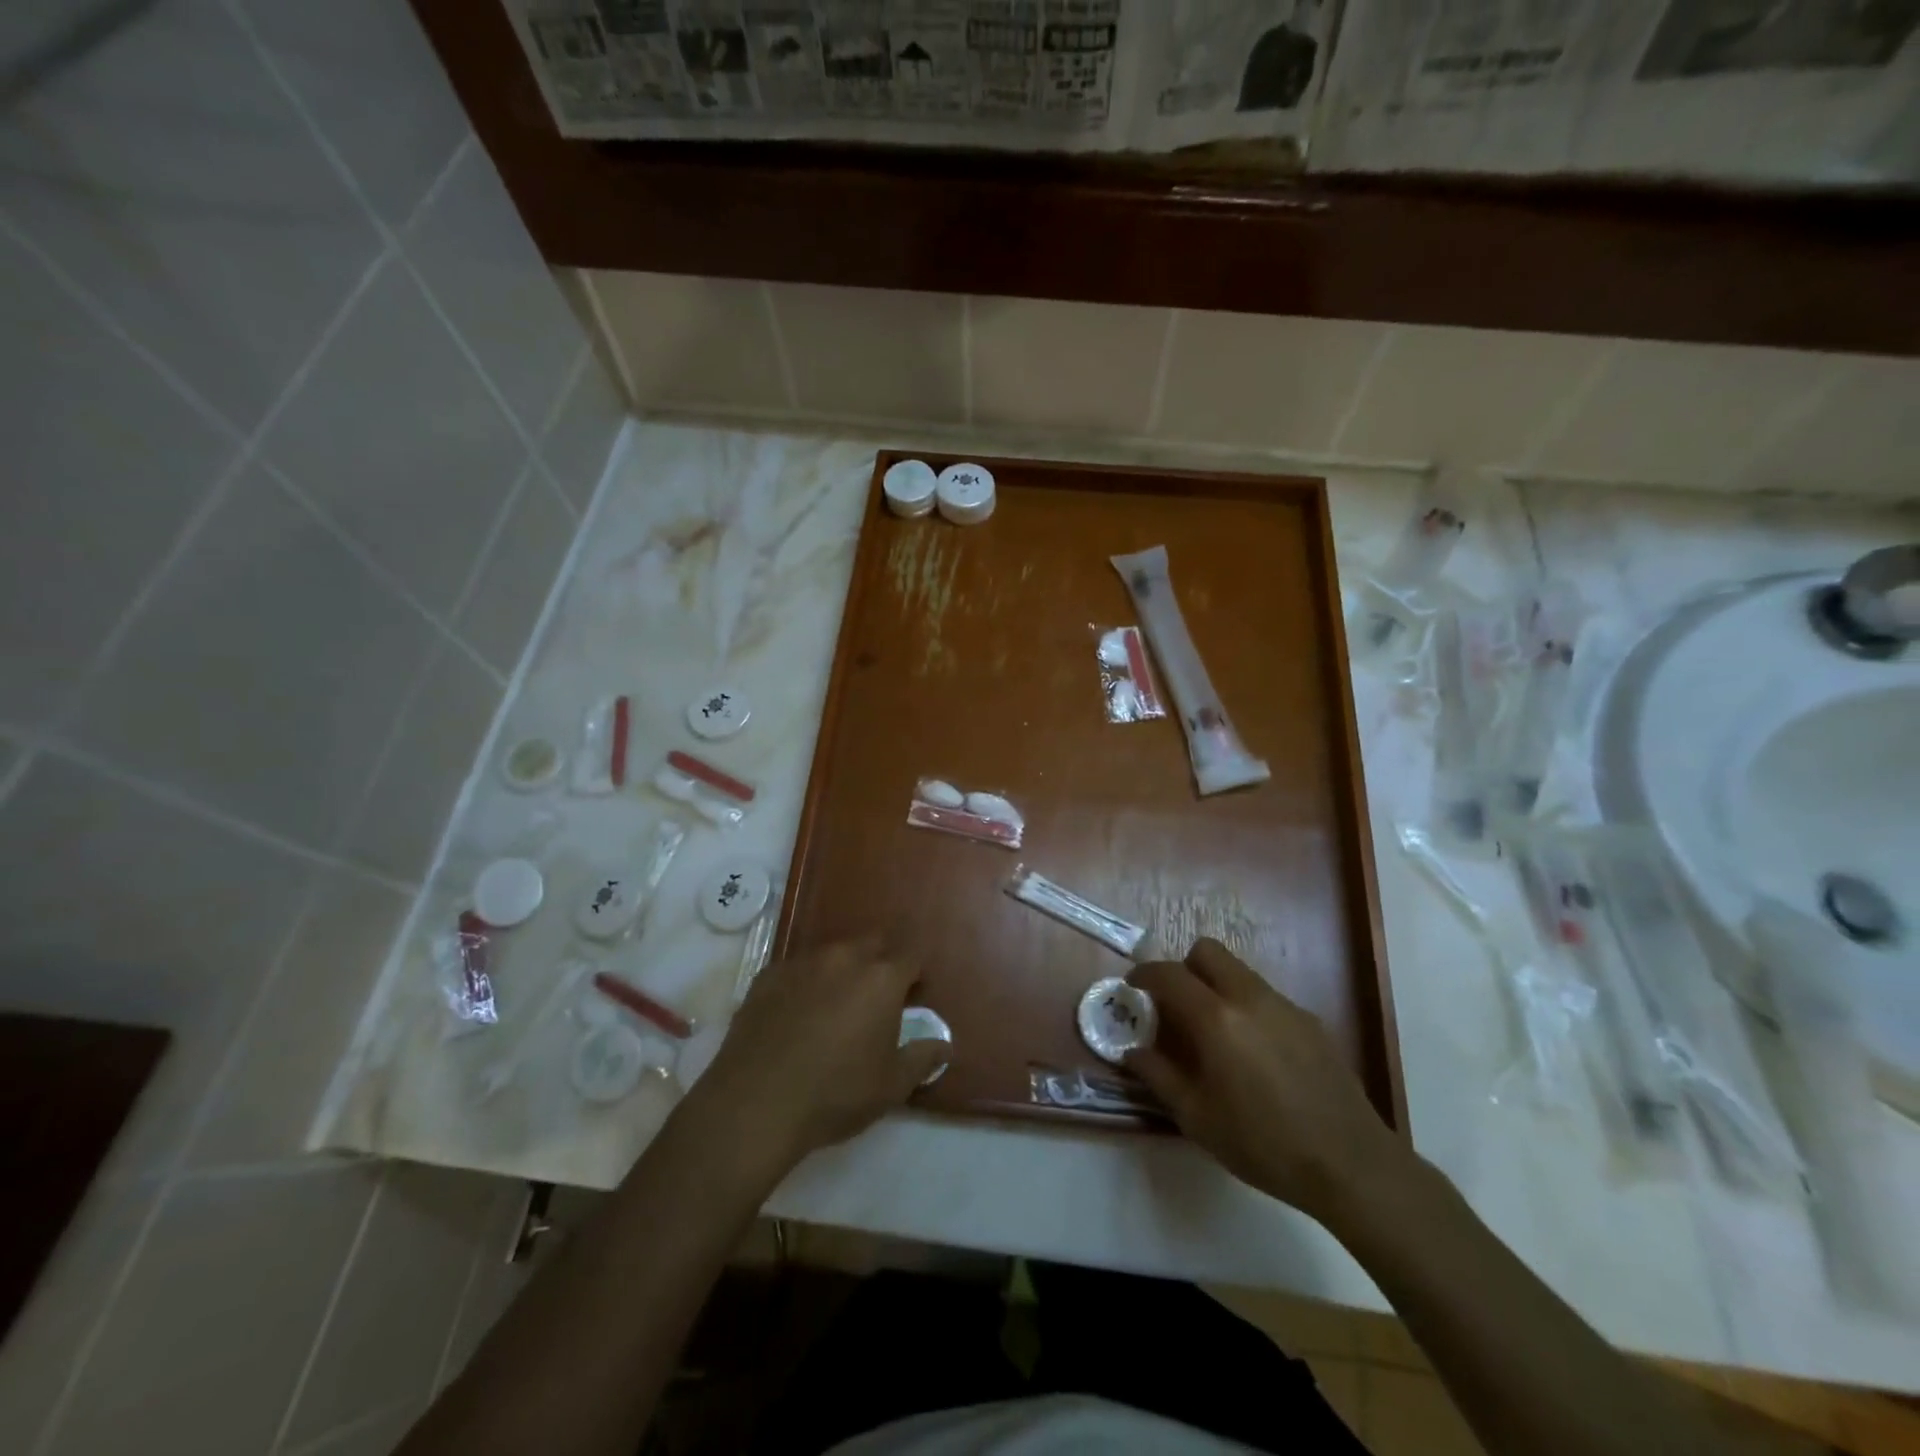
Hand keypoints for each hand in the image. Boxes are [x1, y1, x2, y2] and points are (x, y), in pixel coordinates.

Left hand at [695, 937, 945, 1167]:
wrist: (755, 1104)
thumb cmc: (835, 1094)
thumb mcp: (891, 1086)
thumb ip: (923, 1058)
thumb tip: (944, 1045)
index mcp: (881, 978)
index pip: (911, 957)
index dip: (915, 977)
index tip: (912, 999)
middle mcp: (844, 958)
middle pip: (872, 945)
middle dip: (880, 963)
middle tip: (876, 1000)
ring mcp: (802, 963)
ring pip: (832, 954)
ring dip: (841, 971)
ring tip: (834, 1007)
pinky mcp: (767, 976)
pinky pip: (797, 970)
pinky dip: (805, 983)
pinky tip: (796, 1014)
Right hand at [1129, 938, 1404, 1223]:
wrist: (1350, 1164)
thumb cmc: (1262, 1144)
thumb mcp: (1196, 1118)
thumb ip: (1158, 1076)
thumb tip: (1132, 1051)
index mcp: (1216, 1018)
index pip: (1168, 974)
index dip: (1144, 975)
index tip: (1133, 988)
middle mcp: (1249, 997)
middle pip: (1207, 951)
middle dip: (1184, 968)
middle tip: (1177, 1004)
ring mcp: (1285, 1006)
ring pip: (1239, 972)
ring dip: (1217, 986)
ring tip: (1216, 1033)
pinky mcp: (1310, 1022)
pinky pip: (1266, 997)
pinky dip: (1248, 1008)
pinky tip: (1256, 1055)